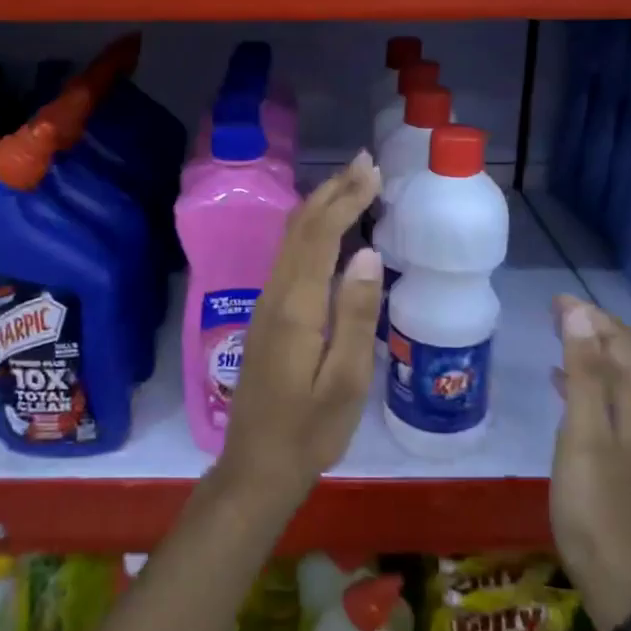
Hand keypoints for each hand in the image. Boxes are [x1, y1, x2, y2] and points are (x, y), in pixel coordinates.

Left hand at [217, 153, 384, 506]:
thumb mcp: (345, 382)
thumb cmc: (309, 432)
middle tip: (365, 163)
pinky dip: (311, 231)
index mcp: (296, 308)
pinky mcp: (266, 316)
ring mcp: (266, 304)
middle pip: (301, 228)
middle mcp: (275, 295)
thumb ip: (354, 315)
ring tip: (350, 183)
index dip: (346, 199)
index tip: (373, 173)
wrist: (256, 467)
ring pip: (291, 239)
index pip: (321, 236)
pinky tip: (327, 231)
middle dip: (333, 191)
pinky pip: (288, 256)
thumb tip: (365, 254)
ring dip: (320, 206)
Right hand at [550, 295, 630, 630]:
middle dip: (593, 326)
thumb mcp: (583, 428)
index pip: (621, 343)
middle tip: (555, 310)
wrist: (605, 562)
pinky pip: (594, 398)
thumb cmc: (590, 494)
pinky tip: (556, 379)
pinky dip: (577, 377)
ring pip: (607, 375)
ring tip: (555, 332)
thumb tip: (580, 314)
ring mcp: (619, 433)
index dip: (595, 316)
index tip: (558, 300)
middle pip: (620, 356)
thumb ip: (583, 371)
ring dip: (585, 348)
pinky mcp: (603, 450)